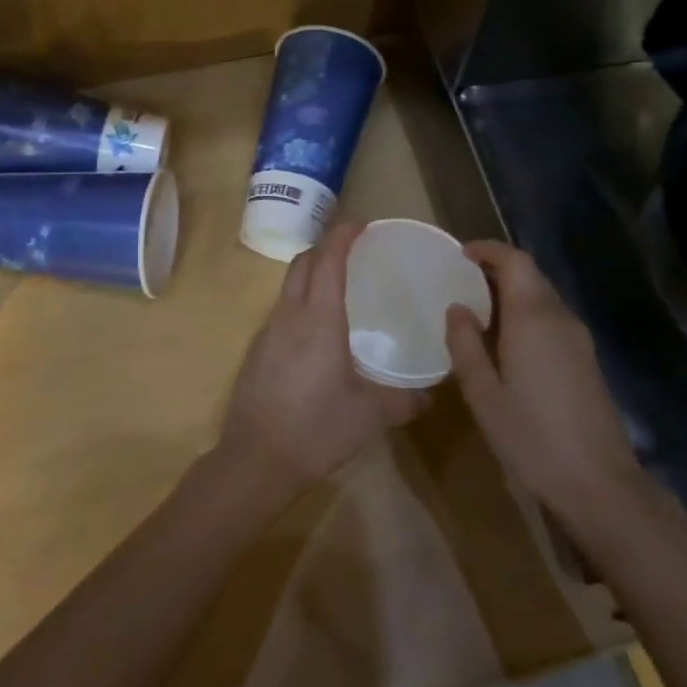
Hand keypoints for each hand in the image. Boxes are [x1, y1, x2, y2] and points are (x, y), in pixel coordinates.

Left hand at [217, 223, 425, 500]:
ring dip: (310, 276)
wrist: (256, 460)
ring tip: (340, 289)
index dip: (341, 237)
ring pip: (288, 288)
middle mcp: (289, 316)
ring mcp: (267, 333)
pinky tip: (318, 332)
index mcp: (318, 319)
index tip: (360, 226)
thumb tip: (431, 394)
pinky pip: (281, 313)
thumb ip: (404, 400)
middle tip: (353, 252)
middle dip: (324, 249)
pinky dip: (300, 304)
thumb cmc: (317, 429)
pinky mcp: (257, 353)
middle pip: (302, 265)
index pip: (327, 261)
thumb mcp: (370, 416)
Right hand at [445, 241, 645, 516]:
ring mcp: (578, 340)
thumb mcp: (483, 394)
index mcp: (533, 319)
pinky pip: (551, 320)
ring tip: (474, 313)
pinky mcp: (586, 360)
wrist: (600, 485)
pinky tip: (503, 344)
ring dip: (510, 294)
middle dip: (496, 271)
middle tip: (459, 283)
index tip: (460, 254)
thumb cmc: (532, 438)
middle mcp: (560, 319)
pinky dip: (524, 315)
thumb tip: (456, 308)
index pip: (516, 262)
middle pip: (530, 276)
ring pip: (542, 298)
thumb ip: (465, 345)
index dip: (488, 250)